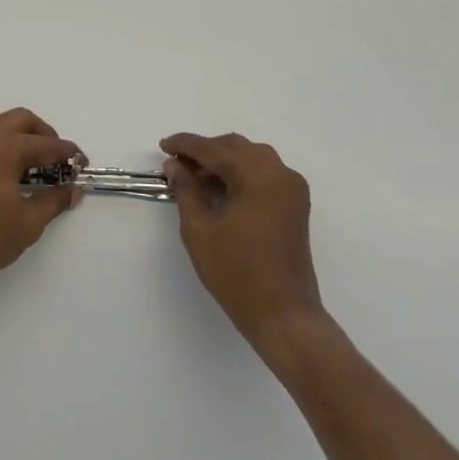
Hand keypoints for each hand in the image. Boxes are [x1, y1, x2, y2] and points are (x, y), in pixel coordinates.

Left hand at [0, 107, 82, 298]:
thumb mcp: (30, 222)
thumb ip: (54, 200)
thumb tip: (74, 189)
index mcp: (7, 146)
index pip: (47, 145)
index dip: (67, 154)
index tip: (81, 163)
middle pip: (20, 120)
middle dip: (42, 134)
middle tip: (54, 158)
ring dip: (9, 129)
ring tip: (20, 153)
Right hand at [162, 132, 325, 362]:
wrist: (284, 314)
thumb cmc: (236, 273)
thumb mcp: (199, 230)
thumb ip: (186, 190)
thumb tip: (174, 165)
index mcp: (256, 176)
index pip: (214, 149)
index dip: (186, 145)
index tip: (163, 146)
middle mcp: (279, 173)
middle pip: (236, 146)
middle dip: (205, 150)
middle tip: (178, 164)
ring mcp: (291, 188)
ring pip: (252, 156)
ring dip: (224, 159)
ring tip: (197, 176)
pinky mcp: (295, 204)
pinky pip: (266, 172)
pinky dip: (242, 171)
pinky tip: (222, 187)